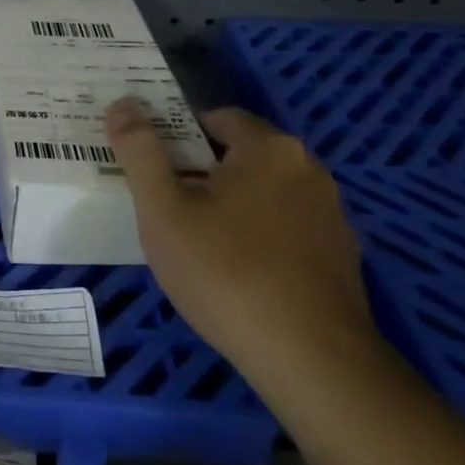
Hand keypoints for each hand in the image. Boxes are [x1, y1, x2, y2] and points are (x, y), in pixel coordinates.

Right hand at [104, 100, 375, 378]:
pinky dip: (259, 237)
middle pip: (241, 154)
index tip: (151, 167)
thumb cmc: (225, 272)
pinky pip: (286, 228)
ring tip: (194, 243)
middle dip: (200, 171)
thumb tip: (122, 102)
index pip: (216, 117)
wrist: (312, 363)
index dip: (177, 135)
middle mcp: (309, 170)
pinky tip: (235, 274)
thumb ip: (139, 150)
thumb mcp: (163, 209)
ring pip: (264, 193)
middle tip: (164, 206)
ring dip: (230, 205)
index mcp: (269, 148)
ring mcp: (332, 216)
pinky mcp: (342, 258)